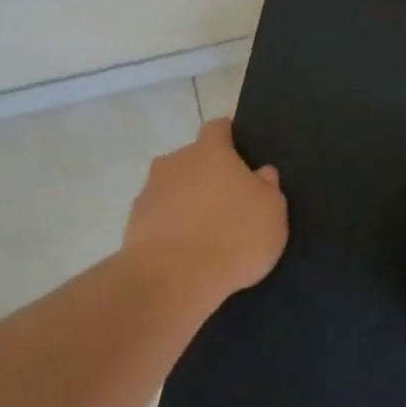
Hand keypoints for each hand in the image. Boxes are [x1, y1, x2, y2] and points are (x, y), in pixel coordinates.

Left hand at [124, 118, 287, 300]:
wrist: (173, 278)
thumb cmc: (232, 237)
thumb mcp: (271, 213)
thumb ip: (268, 187)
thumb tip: (262, 173)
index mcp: (210, 151)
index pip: (218, 128)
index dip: (228, 136)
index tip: (238, 151)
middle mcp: (175, 161)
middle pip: (193, 159)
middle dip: (207, 175)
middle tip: (226, 202)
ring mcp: (150, 190)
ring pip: (173, 187)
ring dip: (186, 201)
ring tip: (203, 232)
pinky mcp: (134, 220)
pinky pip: (158, 215)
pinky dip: (169, 226)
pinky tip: (183, 250)